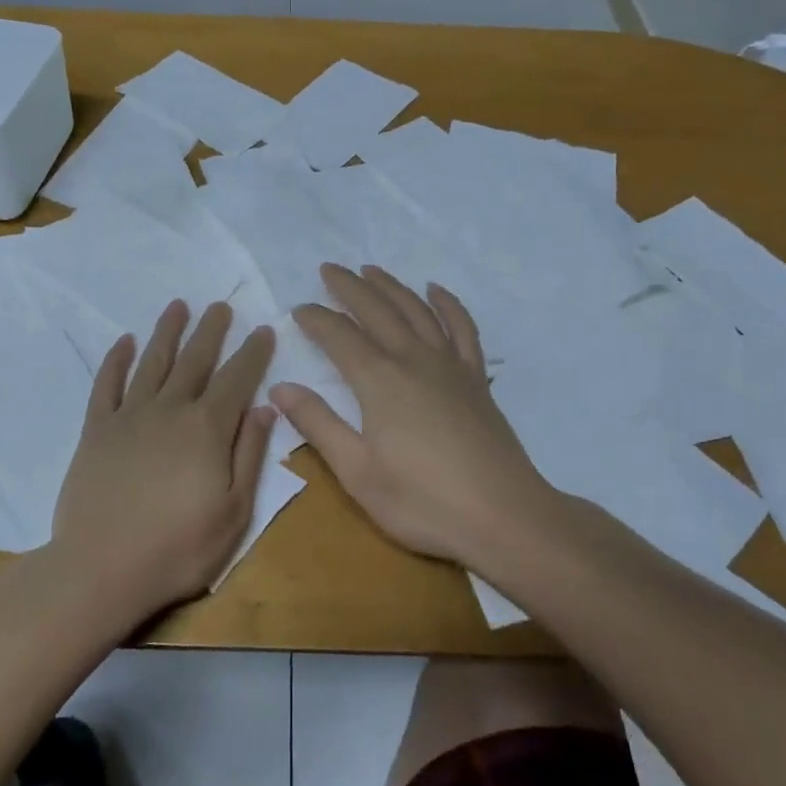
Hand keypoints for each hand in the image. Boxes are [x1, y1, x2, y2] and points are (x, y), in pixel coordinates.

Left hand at [51, 299, 276, 619]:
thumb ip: (250, 454)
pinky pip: (106, 385)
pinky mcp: (96, 431)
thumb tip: (265, 407)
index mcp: (207, 428)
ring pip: (152, 362)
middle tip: (221, 305)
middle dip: (211, 330)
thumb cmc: (178, 549)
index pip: (237, 378)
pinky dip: (115, 360)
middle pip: (195, 360)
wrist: (100, 570)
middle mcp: (169, 410)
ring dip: (167, 332)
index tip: (263, 329)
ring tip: (178, 306)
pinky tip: (123, 342)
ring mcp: (129, 417)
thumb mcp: (234, 512)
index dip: (252, 352)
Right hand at [270, 264, 550, 566]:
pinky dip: (448, 304)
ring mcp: (450, 366)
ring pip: (416, 310)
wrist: (504, 516)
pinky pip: (462, 328)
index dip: (316, 319)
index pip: (339, 336)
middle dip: (349, 287)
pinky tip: (436, 291)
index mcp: (379, 381)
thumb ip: (319, 425)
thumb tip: (281, 388)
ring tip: (371, 270)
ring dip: (391, 287)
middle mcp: (413, 360)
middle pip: (377, 311)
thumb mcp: (358, 472)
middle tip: (328, 269)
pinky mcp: (476, 379)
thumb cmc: (423, 502)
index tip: (299, 308)